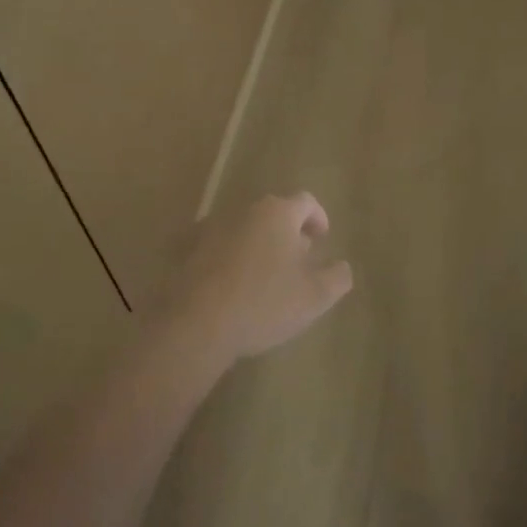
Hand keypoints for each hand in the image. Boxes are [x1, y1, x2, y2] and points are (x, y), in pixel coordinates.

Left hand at [153, 193, 353, 366]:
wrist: (196, 324)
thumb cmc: (264, 303)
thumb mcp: (315, 296)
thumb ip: (337, 277)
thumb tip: (341, 266)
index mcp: (277, 213)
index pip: (306, 202)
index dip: (318, 218)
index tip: (322, 239)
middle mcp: (243, 211)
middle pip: (273, 214)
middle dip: (288, 233)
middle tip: (297, 261)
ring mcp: (210, 228)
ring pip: (244, 230)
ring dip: (259, 246)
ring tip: (265, 277)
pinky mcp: (186, 250)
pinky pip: (219, 248)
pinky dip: (232, 259)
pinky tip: (234, 288)